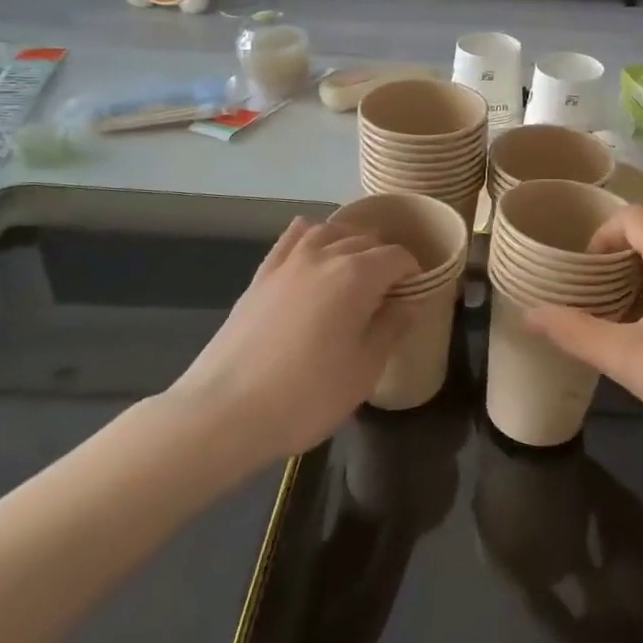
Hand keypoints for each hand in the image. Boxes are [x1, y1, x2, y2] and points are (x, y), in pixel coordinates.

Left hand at [171, 218, 418, 461]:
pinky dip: (311, 235)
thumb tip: (410, 301)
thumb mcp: (365, 369)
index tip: (416, 295)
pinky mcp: (261, 275)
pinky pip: (292, 238)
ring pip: (329, 230)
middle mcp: (324, 255)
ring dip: (351, 241)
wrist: (225, 411)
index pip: (397, 256)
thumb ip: (392, 327)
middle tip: (391, 290)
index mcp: (357, 275)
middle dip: (385, 257)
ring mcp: (288, 262)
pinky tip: (315, 248)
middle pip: (365, 239)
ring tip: (358, 268)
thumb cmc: (307, 395)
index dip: (413, 272)